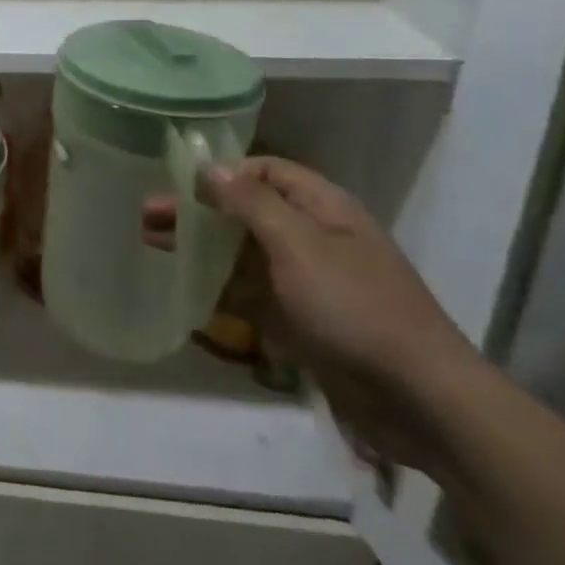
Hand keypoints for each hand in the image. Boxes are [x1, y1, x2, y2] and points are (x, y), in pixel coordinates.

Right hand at [149, 157, 487, 470]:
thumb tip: (207, 165)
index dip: (223, 171)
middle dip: (197, 209)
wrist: (418, 399)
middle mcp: (312, 236)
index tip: (177, 181)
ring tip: (150, 243)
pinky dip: (214, 286)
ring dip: (198, 245)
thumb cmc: (355, 306)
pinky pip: (247, 292)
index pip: (265, 170)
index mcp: (322, 208)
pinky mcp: (298, 319)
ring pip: (240, 251)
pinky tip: (180, 287)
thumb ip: (250, 202)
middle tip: (146, 215)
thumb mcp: (298, 244)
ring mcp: (305, 280)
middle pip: (244, 210)